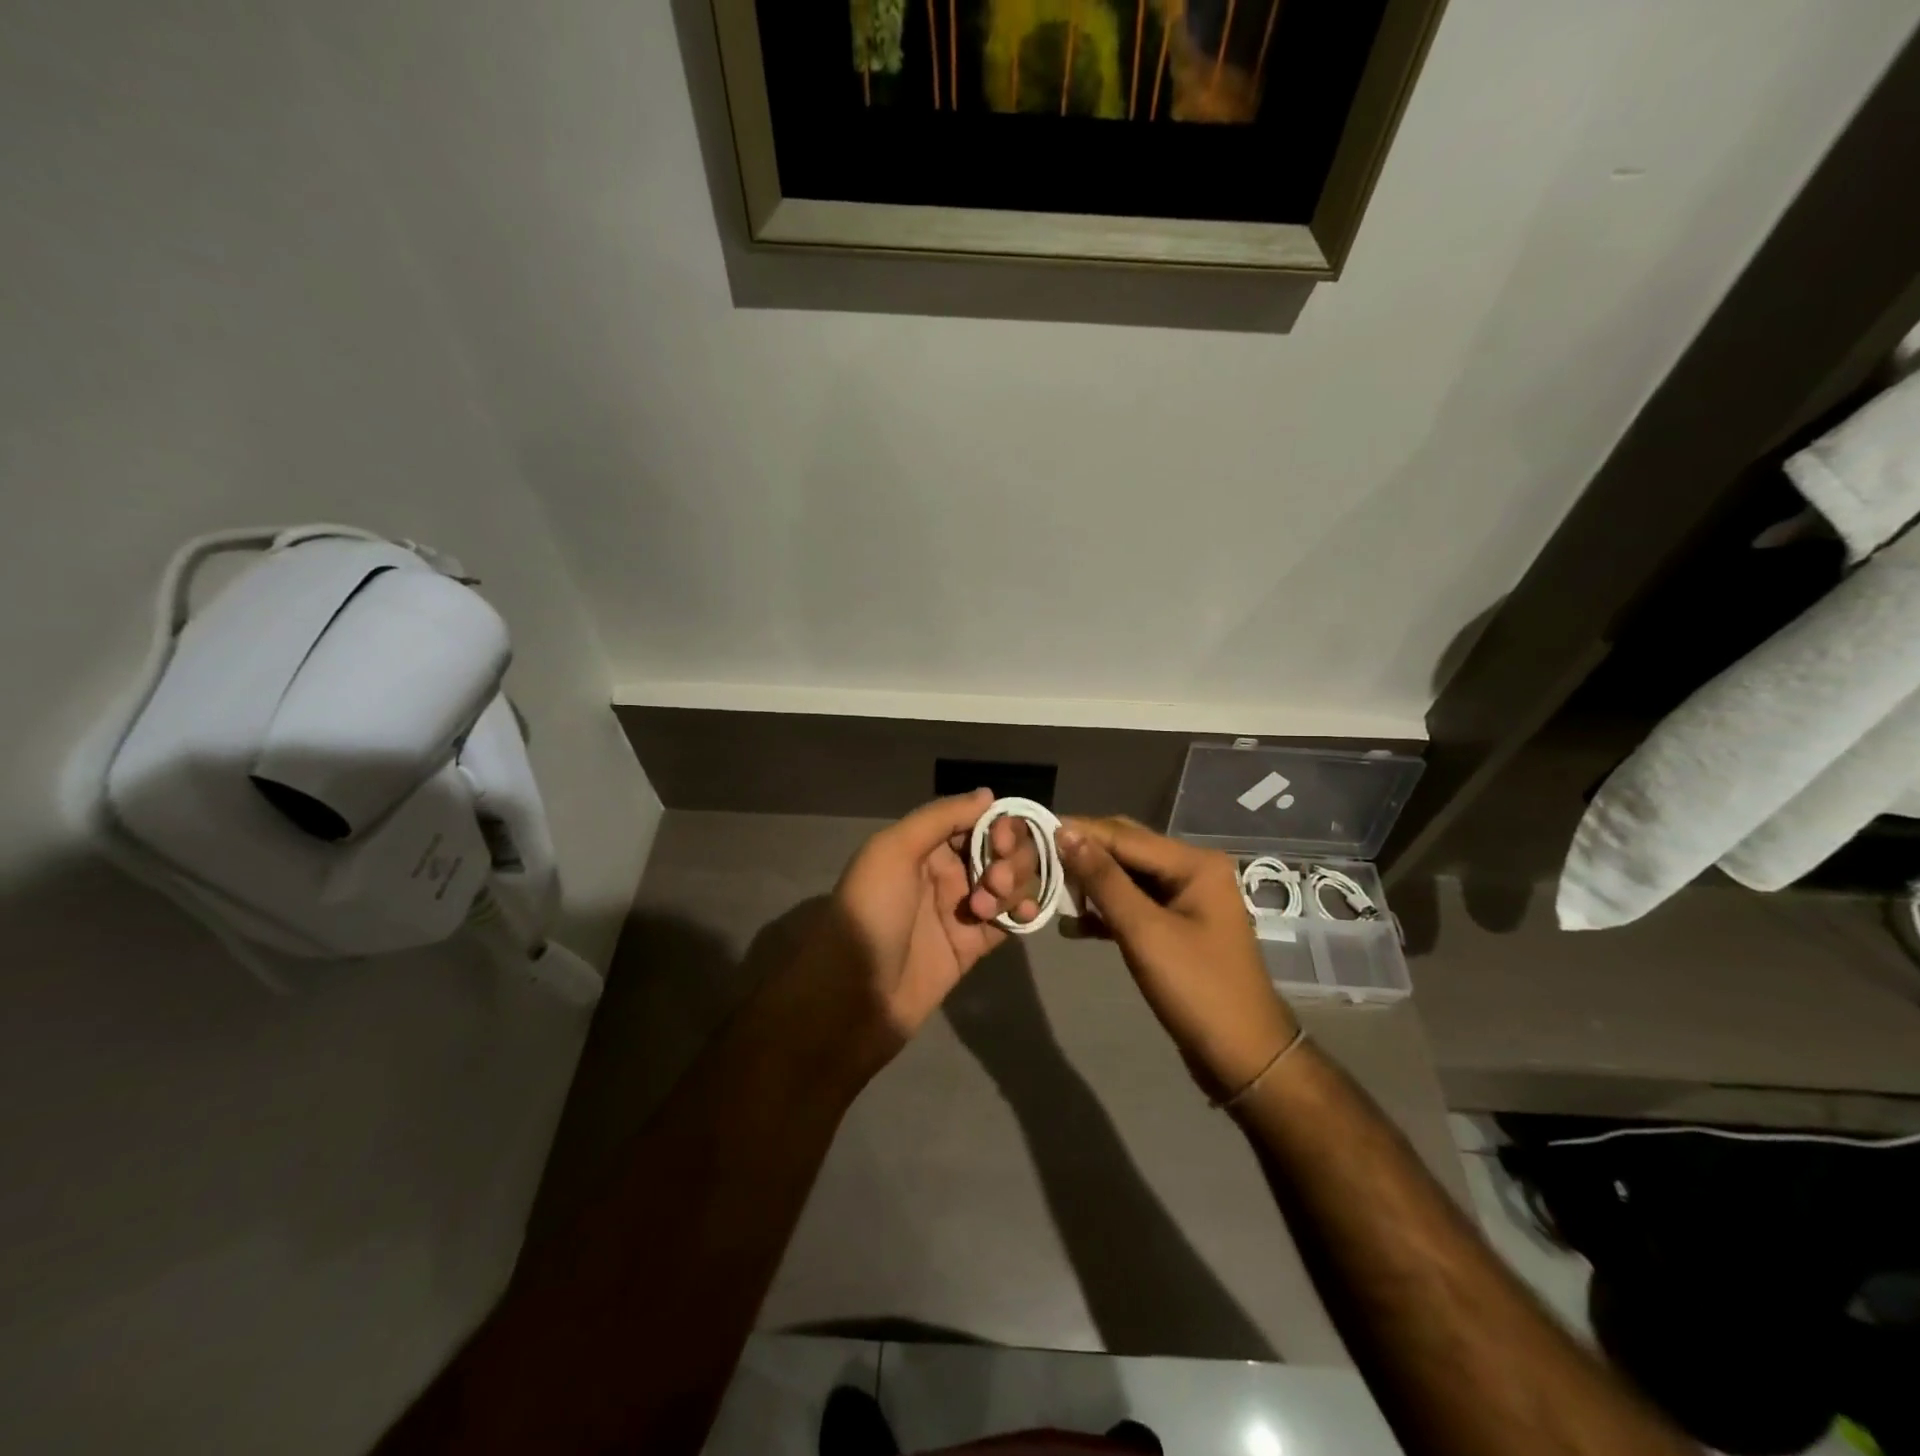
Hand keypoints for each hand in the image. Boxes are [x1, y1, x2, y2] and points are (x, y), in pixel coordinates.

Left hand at [796, 789, 1039, 1064]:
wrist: (854, 997)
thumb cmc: (870, 913)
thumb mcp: (893, 851)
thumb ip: (941, 818)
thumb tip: (989, 795)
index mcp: (923, 845)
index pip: (976, 820)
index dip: (999, 824)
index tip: (1003, 840)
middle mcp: (945, 872)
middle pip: (1000, 849)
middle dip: (1009, 857)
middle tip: (993, 880)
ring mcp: (961, 909)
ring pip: (1008, 881)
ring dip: (1013, 884)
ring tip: (988, 908)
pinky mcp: (973, 945)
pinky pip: (1009, 919)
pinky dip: (1023, 911)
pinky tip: (1024, 915)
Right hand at [1056, 816, 1296, 1099]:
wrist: (1243, 1057)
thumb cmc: (1197, 989)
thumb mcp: (1144, 931)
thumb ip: (1104, 880)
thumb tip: (1066, 834)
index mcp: (1194, 863)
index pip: (1124, 835)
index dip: (1079, 832)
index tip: (1032, 830)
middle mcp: (1192, 870)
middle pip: (1126, 849)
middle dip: (1082, 854)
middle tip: (1036, 858)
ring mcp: (1185, 899)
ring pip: (1126, 877)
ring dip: (1090, 883)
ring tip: (1048, 888)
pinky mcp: (1175, 927)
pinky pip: (1133, 905)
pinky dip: (1104, 911)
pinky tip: (1071, 924)